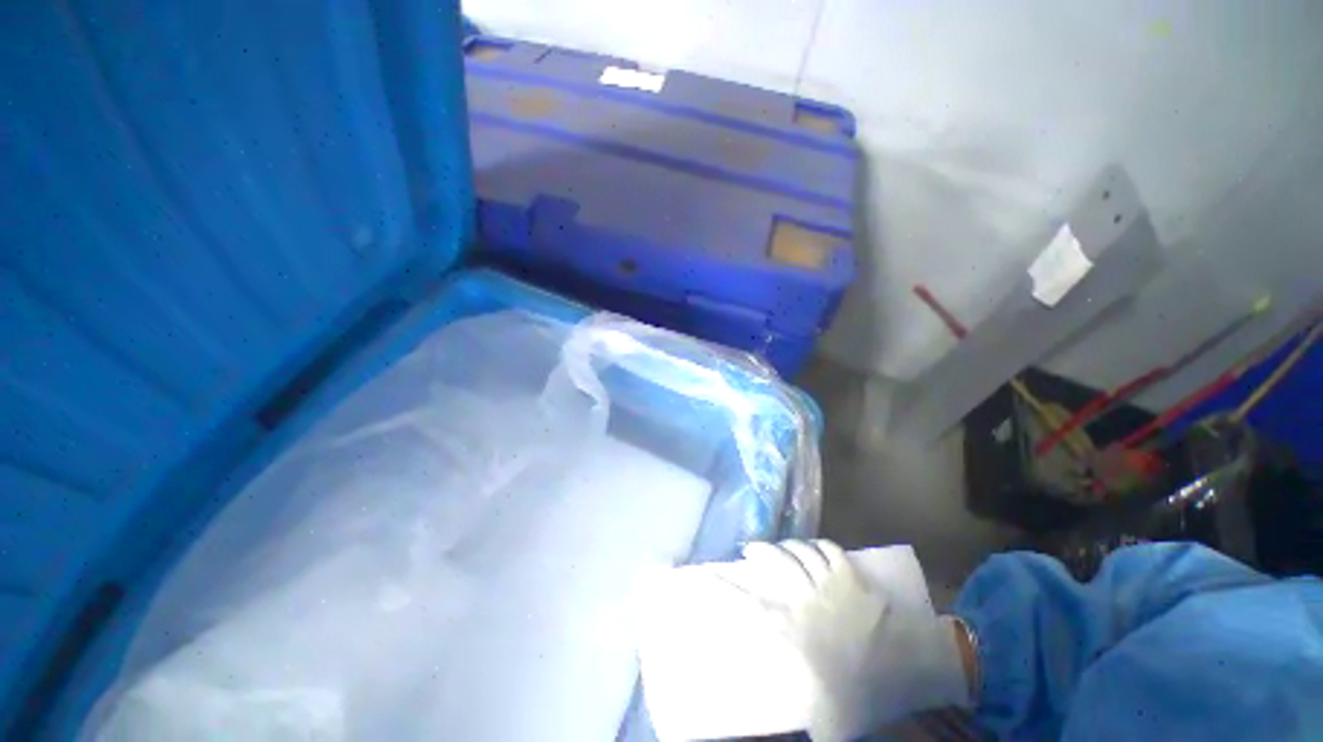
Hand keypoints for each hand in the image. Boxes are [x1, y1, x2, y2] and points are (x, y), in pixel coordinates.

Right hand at [724, 540, 970, 741]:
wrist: (906, 674)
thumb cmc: (859, 696)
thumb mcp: (817, 715)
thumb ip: (790, 721)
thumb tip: (764, 734)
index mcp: (793, 629)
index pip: (750, 604)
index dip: (724, 588)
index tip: (705, 577)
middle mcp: (806, 598)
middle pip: (776, 562)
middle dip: (759, 550)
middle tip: (750, 550)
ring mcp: (831, 583)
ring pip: (800, 551)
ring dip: (787, 546)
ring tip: (781, 548)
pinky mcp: (852, 576)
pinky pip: (828, 549)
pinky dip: (816, 545)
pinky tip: (812, 548)